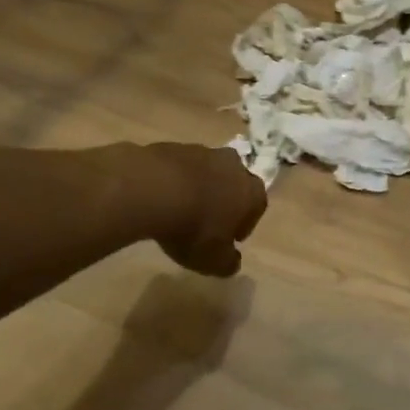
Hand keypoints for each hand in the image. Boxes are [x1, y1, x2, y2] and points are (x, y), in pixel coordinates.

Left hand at [147, 144, 267, 276]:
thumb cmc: (193, 228)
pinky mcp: (173, 146)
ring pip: (207, 172)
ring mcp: (203, 152)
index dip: (244, 224)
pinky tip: (159, 198)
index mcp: (251, 192)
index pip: (257, 207)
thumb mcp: (213, 260)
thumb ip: (227, 262)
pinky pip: (180, 168)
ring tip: (180, 209)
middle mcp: (233, 166)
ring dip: (199, 188)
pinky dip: (174, 181)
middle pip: (234, 183)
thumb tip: (233, 261)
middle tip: (207, 221)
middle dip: (224, 199)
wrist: (151, 189)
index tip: (230, 238)